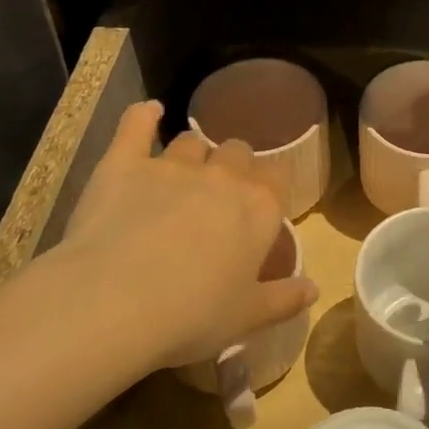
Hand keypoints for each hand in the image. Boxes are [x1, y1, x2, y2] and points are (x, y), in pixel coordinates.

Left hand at [48, 102, 317, 371]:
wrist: (114, 304)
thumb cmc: (192, 316)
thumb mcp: (248, 317)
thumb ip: (285, 298)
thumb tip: (314, 288)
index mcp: (259, 208)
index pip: (277, 179)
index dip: (269, 188)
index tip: (259, 207)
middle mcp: (222, 177)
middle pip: (237, 152)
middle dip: (232, 166)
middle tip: (218, 196)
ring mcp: (172, 165)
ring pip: (190, 142)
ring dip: (192, 154)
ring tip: (181, 174)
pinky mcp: (124, 163)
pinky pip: (137, 125)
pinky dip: (143, 116)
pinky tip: (149, 111)